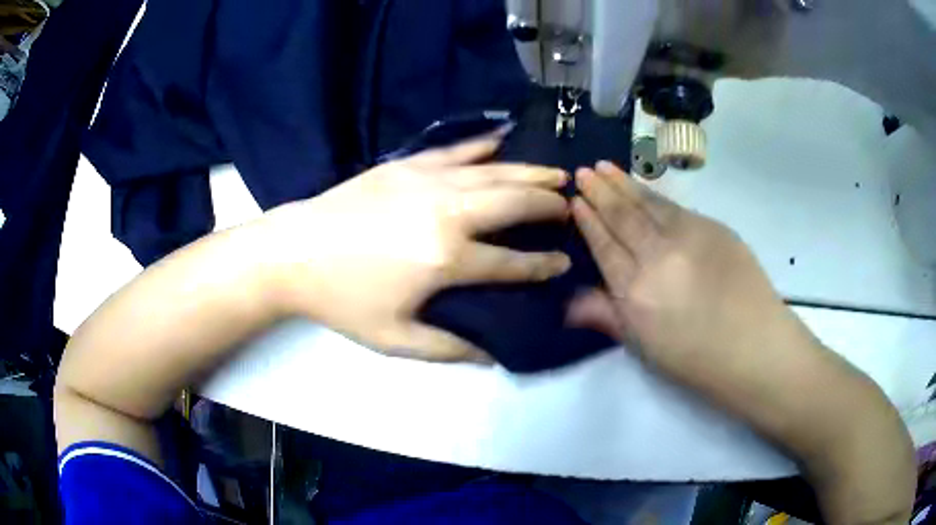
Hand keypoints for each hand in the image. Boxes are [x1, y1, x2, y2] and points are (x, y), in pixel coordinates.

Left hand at [259, 134, 571, 362]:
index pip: (511, 262)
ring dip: (529, 173)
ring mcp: (427, 181)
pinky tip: (502, 140)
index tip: (563, 261)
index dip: (542, 264)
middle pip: (513, 203)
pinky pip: (454, 151)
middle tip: (569, 207)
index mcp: (447, 259)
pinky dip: (482, 145)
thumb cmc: (343, 300)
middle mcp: (448, 212)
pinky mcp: (406, 165)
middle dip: (548, 205)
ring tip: (556, 175)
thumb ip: (449, 348)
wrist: (295, 253)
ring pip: (493, 172)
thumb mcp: (395, 339)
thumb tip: (491, 354)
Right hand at [567, 161, 804, 383]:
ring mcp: (688, 236)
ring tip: (605, 167)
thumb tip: (568, 302)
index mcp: (636, 291)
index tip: (575, 202)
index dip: (588, 223)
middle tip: (584, 172)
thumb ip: (607, 316)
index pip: (604, 247)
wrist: (754, 346)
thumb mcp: (644, 347)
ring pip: (648, 203)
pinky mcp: (713, 227)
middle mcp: (658, 255)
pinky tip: (645, 189)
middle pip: (623, 217)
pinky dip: (654, 195)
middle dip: (600, 192)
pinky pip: (675, 207)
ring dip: (624, 183)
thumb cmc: (696, 359)